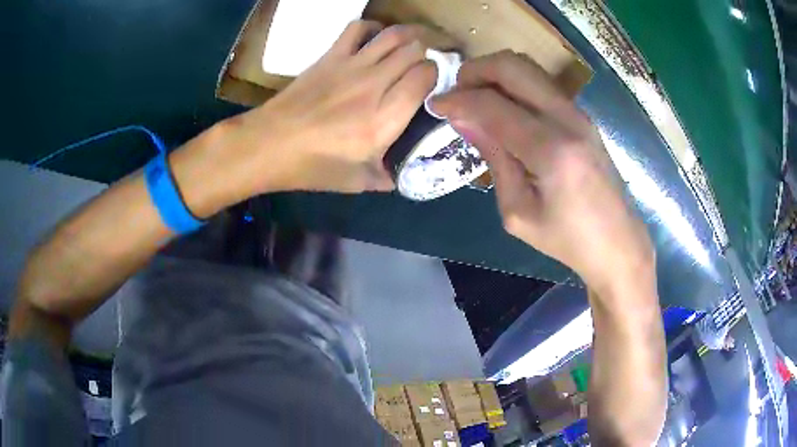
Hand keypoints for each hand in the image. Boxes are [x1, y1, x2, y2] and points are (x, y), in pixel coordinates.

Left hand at [222, 21, 455, 194]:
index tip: (435, 84)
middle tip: (431, 63)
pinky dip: (374, 28)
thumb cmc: (313, 167)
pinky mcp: (331, 56)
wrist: (269, 145)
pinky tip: (377, 39)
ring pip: (394, 35)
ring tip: (417, 44)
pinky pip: (359, 28)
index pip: (425, 77)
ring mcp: (351, 65)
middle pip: (415, 50)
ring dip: (411, 35)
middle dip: (430, 53)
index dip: (436, 75)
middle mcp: (374, 84)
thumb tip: (405, 171)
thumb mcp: (358, 182)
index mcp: (385, 117)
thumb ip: (388, 175)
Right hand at [431, 51, 653, 294]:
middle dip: (475, 70)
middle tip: (456, 91)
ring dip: (495, 73)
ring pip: (528, 68)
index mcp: (551, 150)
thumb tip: (461, 118)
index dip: (457, 100)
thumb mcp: (517, 212)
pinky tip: (503, 107)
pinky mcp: (582, 116)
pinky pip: (541, 84)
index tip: (434, 105)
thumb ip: (493, 157)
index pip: (492, 105)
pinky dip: (514, 84)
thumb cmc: (567, 239)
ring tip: (475, 97)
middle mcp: (568, 119)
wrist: (617, 242)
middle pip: (513, 67)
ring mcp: (579, 113)